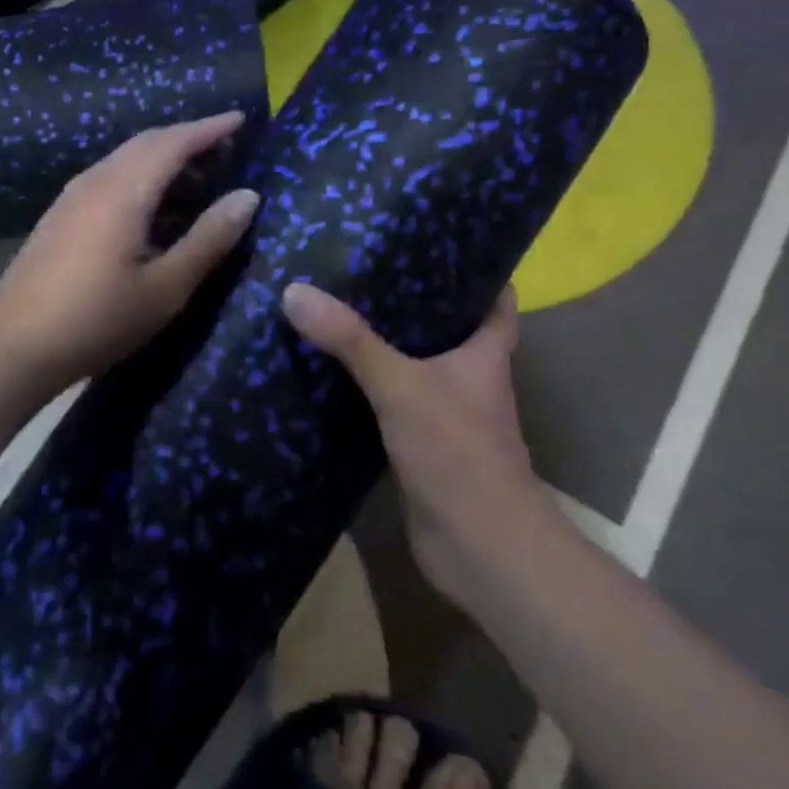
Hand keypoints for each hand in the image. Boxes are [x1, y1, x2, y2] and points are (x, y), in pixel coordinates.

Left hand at [0, 113, 260, 392]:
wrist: (14, 346)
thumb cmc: (98, 319)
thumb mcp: (165, 287)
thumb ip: (208, 239)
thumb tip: (247, 196)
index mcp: (123, 190)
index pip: (173, 142)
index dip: (208, 128)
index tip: (240, 120)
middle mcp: (95, 180)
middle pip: (146, 143)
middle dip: (187, 139)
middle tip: (225, 151)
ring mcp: (71, 197)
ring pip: (124, 159)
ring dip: (162, 159)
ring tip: (197, 180)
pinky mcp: (59, 216)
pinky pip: (108, 177)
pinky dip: (140, 177)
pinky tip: (152, 208)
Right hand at [280, 282, 538, 609]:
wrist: (480, 550)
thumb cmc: (458, 453)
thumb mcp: (402, 386)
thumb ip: (351, 341)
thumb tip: (294, 291)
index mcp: (484, 353)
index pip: (494, 297)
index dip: (474, 267)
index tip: (432, 238)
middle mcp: (468, 378)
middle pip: (445, 326)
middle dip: (411, 298)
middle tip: (362, 264)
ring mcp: (444, 413)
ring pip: (413, 364)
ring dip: (383, 343)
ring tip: (336, 306)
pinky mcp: (419, 444)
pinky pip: (389, 402)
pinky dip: (365, 387)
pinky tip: (327, 370)